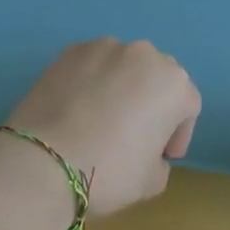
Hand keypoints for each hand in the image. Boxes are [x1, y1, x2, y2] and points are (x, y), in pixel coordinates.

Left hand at [4, 39, 199, 215]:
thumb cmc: (108, 171)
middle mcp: (145, 55)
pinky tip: (76, 109)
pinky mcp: (71, 50)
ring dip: (122, 87)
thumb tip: (148, 155)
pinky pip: (92, 65)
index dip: (178, 134)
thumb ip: (160, 163)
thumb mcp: (150, 183)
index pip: (188, 106)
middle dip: (152, 103)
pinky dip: (91, 81)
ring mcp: (105, 47)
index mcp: (174, 84)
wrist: (41, 161)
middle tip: (135, 134)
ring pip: (124, 66)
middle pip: (158, 78)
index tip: (162, 157)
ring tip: (102, 118)